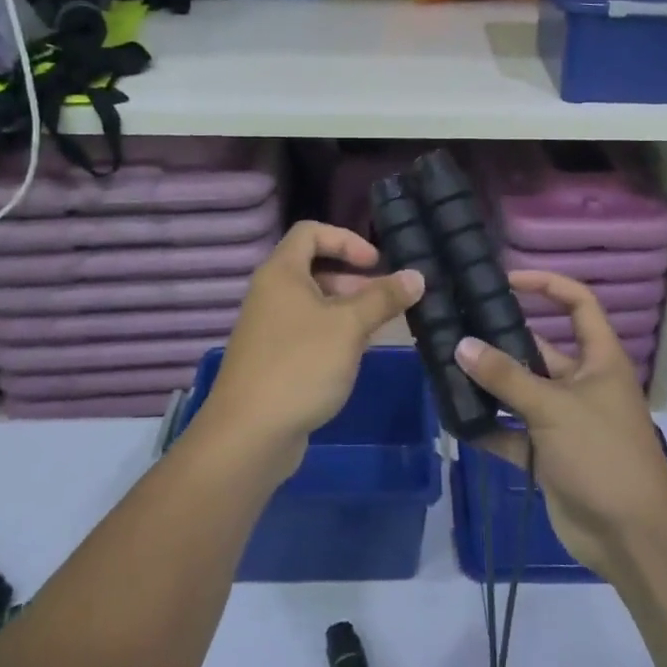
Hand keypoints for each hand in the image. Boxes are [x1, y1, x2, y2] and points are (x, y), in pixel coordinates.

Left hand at [198, 221, 423, 475]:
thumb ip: (383, 298)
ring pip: (313, 303)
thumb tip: (417, 276)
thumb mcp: (349, 327)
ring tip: (378, 328)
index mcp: (281, 272)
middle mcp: (270, 293)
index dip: (346, 240)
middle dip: (353, 278)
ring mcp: (268, 328)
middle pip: (314, 267)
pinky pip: (307, 331)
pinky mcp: (272, 359)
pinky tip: (354, 355)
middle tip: (386, 299)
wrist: (249, 434)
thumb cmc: (300, 366)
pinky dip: (333, 333)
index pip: (311, 232)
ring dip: (347, 308)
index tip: (375, 263)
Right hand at [456, 270, 666, 583]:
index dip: (547, 285)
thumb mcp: (554, 407)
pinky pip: (512, 433)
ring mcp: (564, 421)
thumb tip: (461, 344)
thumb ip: (506, 377)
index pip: (578, 304)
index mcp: (599, 360)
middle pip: (539, 349)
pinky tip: (454, 419)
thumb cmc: (603, 454)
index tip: (507, 279)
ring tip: (444, 367)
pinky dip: (488, 427)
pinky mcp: (548, 455)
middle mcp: (581, 384)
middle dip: (501, 340)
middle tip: (456, 326)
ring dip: (489, 384)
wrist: (632, 537)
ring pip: (520, 392)